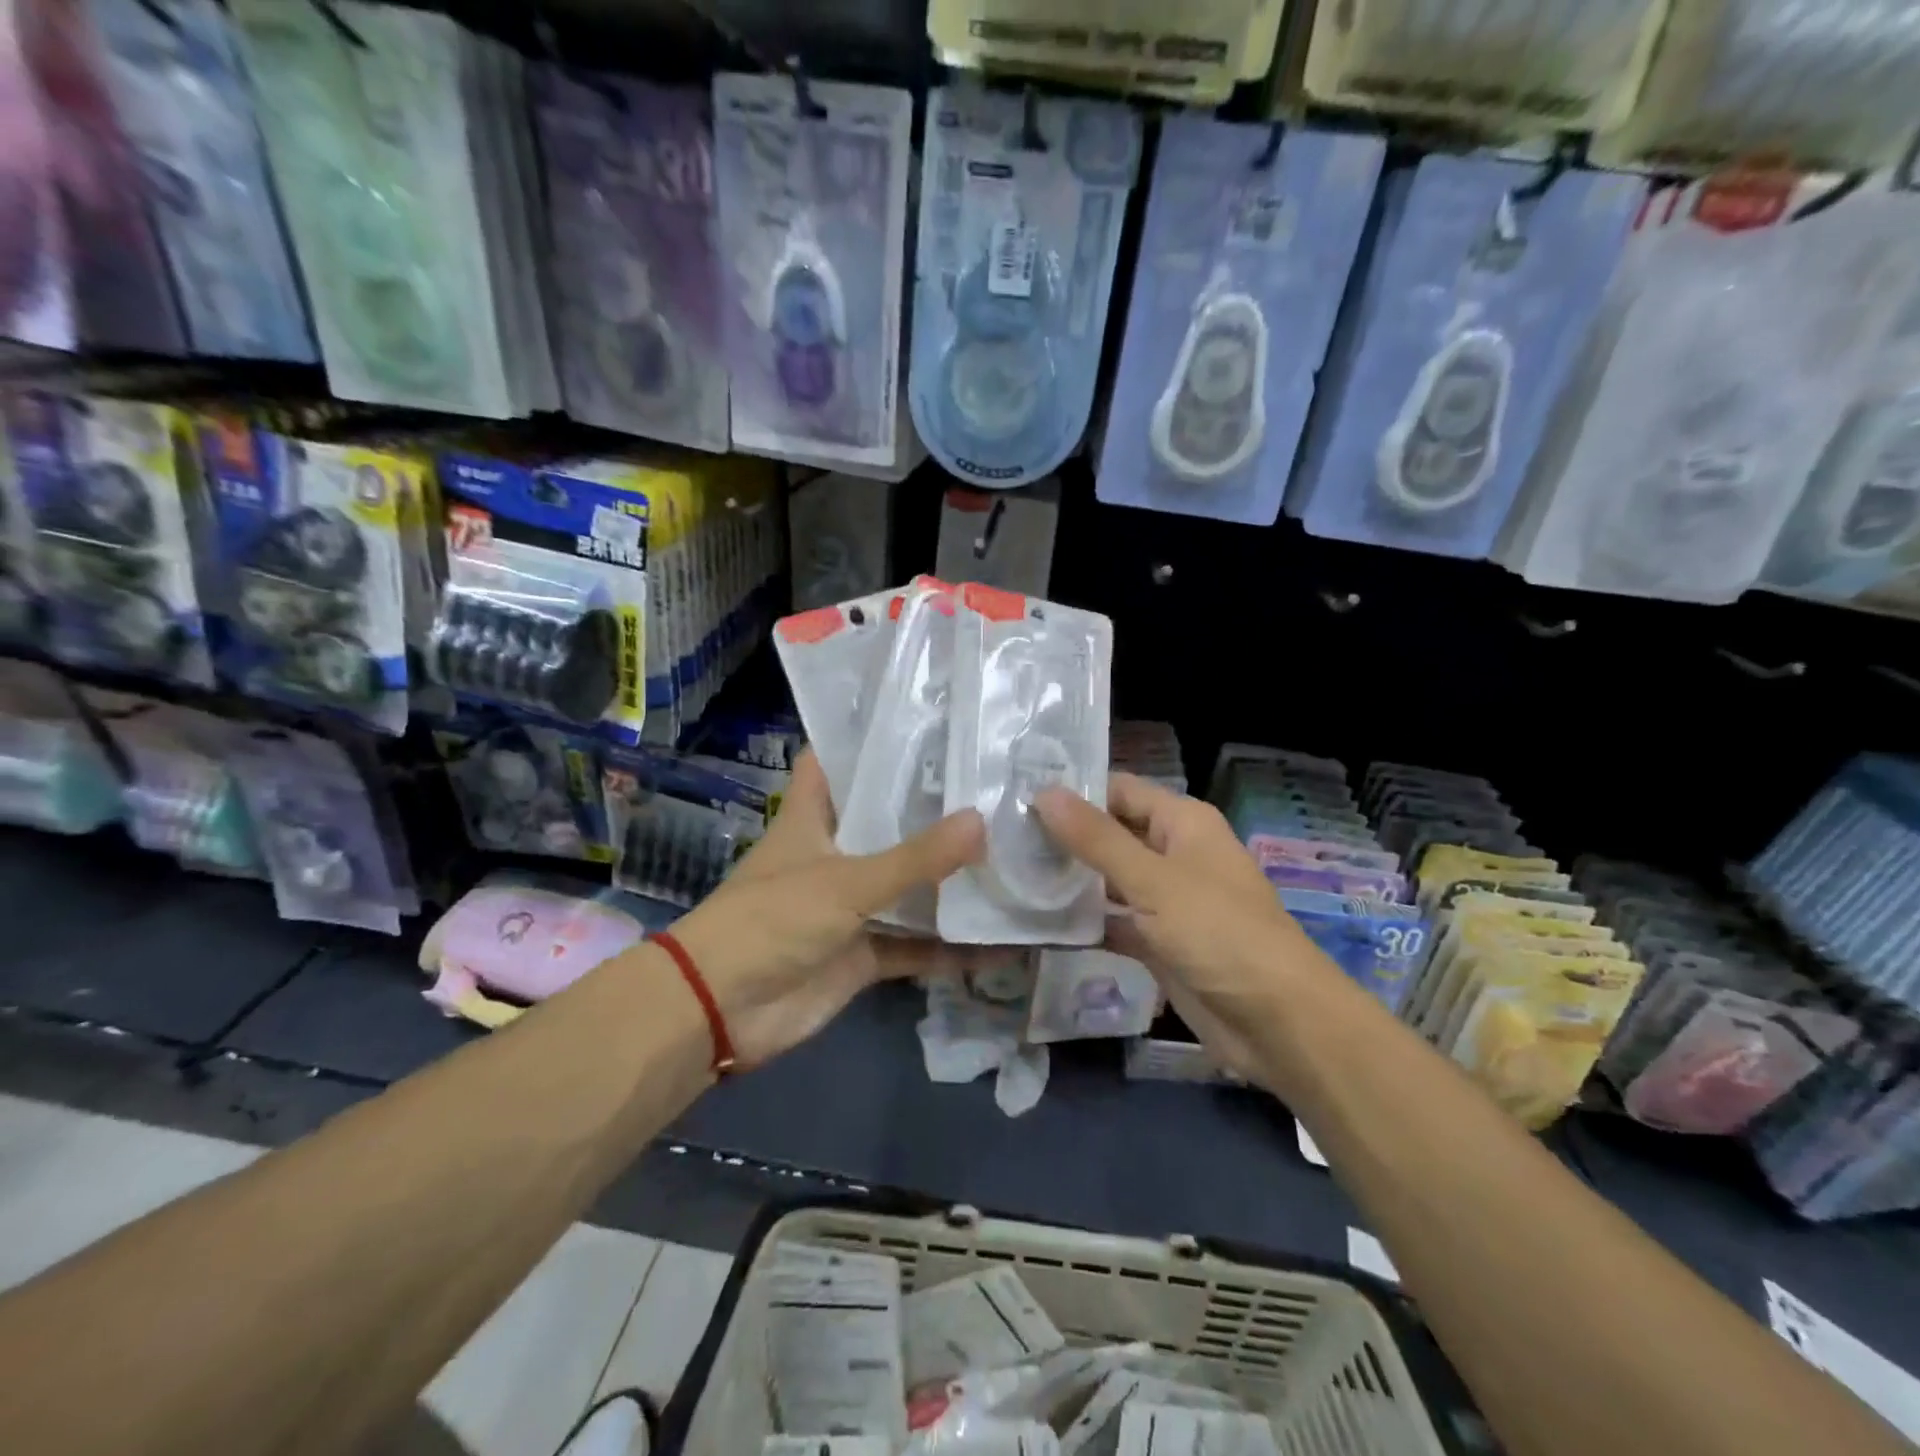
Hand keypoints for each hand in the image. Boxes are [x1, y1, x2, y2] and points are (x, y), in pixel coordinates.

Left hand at [669, 749, 985, 1068]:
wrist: (722, 1010)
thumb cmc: (773, 921)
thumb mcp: (846, 882)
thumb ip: (915, 858)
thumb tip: (981, 821)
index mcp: (813, 817)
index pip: (837, 761)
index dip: (871, 740)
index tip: (927, 723)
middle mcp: (834, 854)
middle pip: (886, 822)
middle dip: (933, 810)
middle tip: (994, 784)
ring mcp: (850, 905)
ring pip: (907, 885)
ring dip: (949, 880)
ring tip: (1014, 851)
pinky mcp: (863, 952)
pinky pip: (916, 945)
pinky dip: (951, 947)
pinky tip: (1002, 941)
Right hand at [1035, 773, 1322, 1082]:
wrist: (1278, 1023)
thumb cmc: (1219, 933)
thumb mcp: (1153, 880)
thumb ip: (1096, 838)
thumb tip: (1044, 792)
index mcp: (1183, 823)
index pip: (1119, 791)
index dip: (1073, 791)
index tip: (1017, 797)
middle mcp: (1174, 854)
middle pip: (1111, 834)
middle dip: (1063, 837)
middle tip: (1000, 837)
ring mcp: (1166, 901)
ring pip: (1108, 880)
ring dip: (1069, 880)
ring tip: (1007, 873)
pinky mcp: (1159, 944)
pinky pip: (1113, 923)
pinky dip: (1084, 923)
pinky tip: (1036, 922)